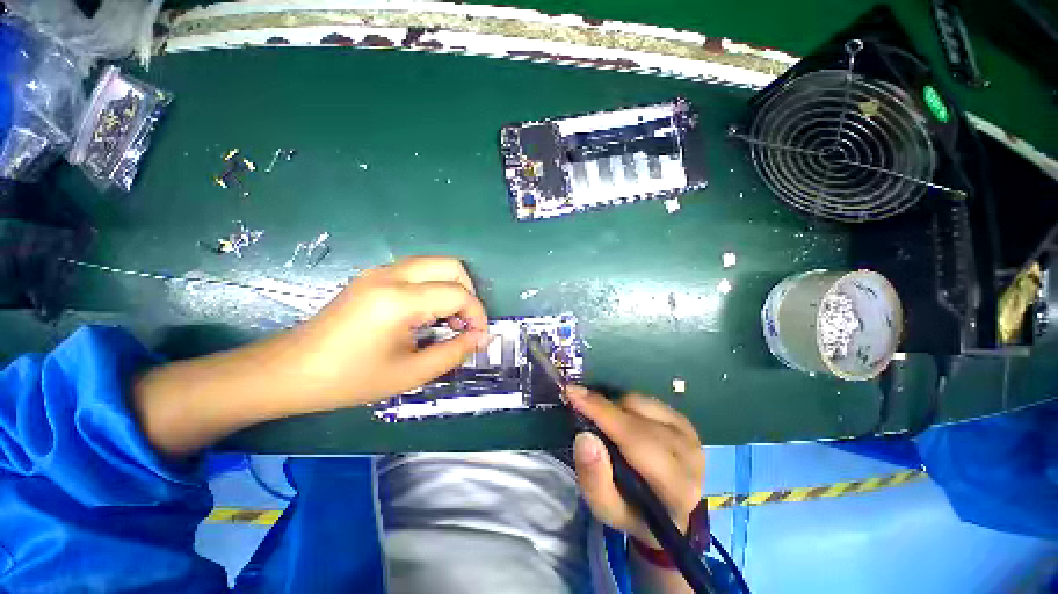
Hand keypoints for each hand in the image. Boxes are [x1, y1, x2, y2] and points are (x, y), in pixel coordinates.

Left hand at [289, 256, 489, 407]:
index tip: (479, 337)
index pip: (458, 294)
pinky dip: (434, 286)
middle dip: (468, 294)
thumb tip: (481, 337)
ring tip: (448, 321)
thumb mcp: (411, 374)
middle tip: (465, 324)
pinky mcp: (372, 275)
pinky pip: (417, 271)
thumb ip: (454, 352)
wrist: (290, 371)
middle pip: (451, 266)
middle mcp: (391, 275)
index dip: (477, 315)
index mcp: (399, 300)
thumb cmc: (350, 379)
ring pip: (435, 264)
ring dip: (452, 288)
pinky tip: (427, 314)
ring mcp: (379, 271)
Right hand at [568, 386, 704, 548]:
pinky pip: (646, 400)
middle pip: (636, 419)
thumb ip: (594, 479)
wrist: (670, 510)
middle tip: (578, 404)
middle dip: (602, 409)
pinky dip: (626, 406)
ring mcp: (690, 434)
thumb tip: (585, 437)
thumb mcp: (608, 509)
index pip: (635, 439)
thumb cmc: (635, 511)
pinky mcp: (684, 421)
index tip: (572, 393)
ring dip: (615, 409)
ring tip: (606, 426)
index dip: (601, 412)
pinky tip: (623, 422)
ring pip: (640, 404)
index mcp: (675, 487)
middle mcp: (690, 456)